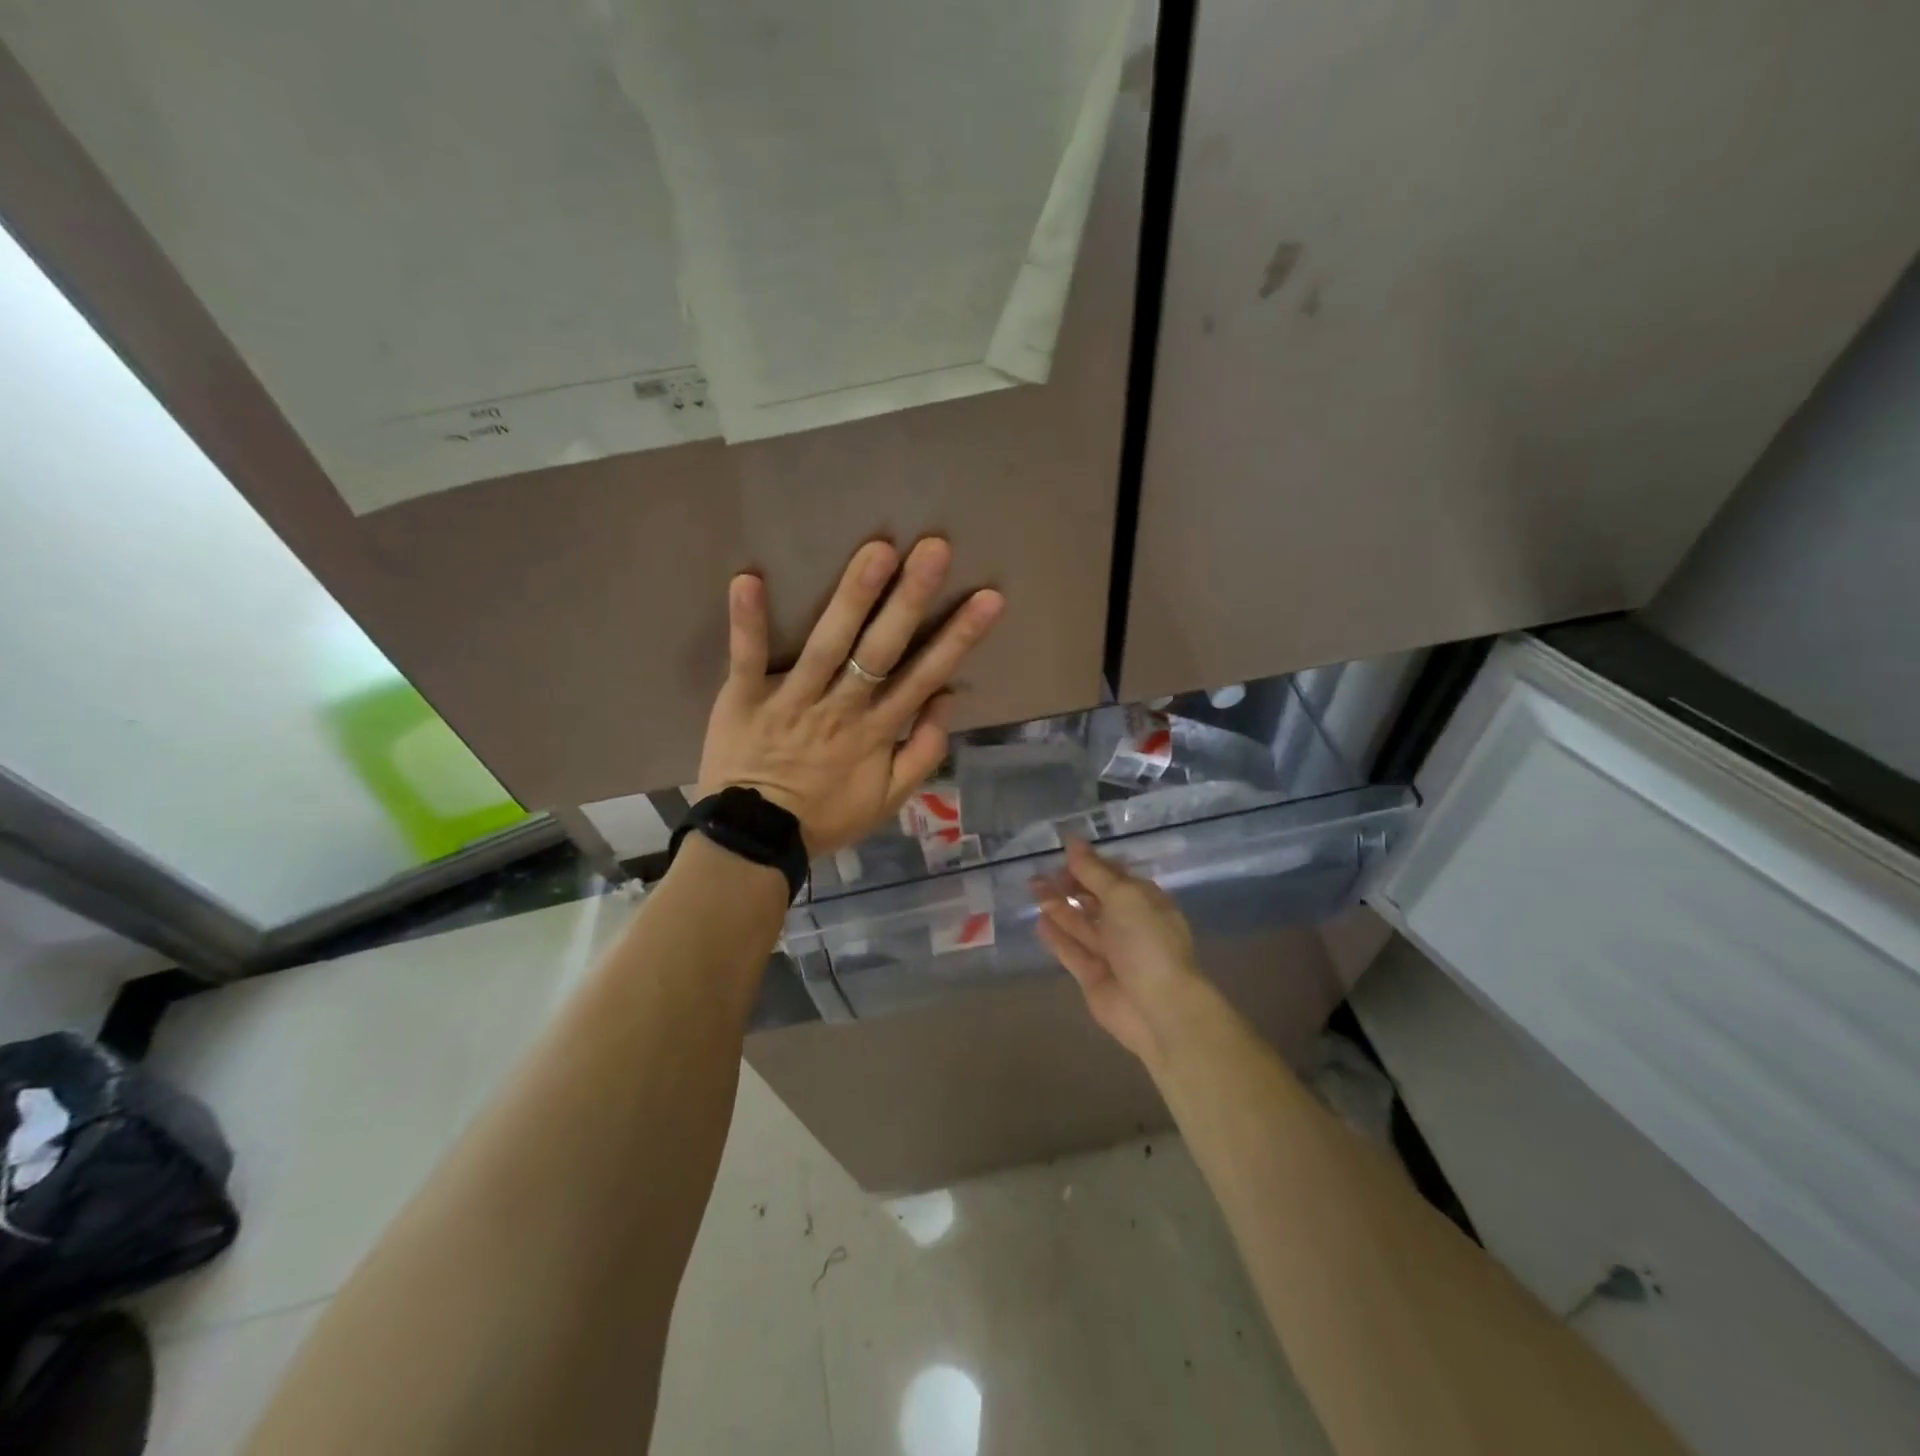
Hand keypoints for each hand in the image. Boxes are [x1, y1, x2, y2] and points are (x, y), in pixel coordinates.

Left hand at [696, 537, 1003, 855]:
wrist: (755, 840)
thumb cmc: (825, 816)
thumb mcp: (889, 799)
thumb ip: (922, 752)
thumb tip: (947, 699)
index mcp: (877, 730)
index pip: (925, 676)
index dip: (959, 637)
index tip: (988, 598)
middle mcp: (841, 708)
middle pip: (882, 650)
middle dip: (911, 599)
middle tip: (934, 549)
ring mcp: (793, 701)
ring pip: (827, 645)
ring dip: (851, 598)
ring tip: (876, 550)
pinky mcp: (744, 699)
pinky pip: (747, 658)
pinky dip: (747, 621)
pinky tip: (748, 578)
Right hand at [1033, 839, 1204, 1068]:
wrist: (1159, 1009)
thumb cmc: (1147, 943)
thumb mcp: (1123, 896)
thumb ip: (1094, 871)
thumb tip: (1072, 841)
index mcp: (1144, 901)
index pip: (1113, 875)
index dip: (1089, 863)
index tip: (1061, 851)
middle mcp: (1128, 924)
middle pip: (1094, 898)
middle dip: (1069, 883)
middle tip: (1039, 872)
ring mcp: (1110, 952)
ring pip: (1080, 923)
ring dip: (1058, 905)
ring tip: (1033, 888)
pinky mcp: (1093, 976)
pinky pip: (1071, 950)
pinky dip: (1056, 936)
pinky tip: (1039, 920)